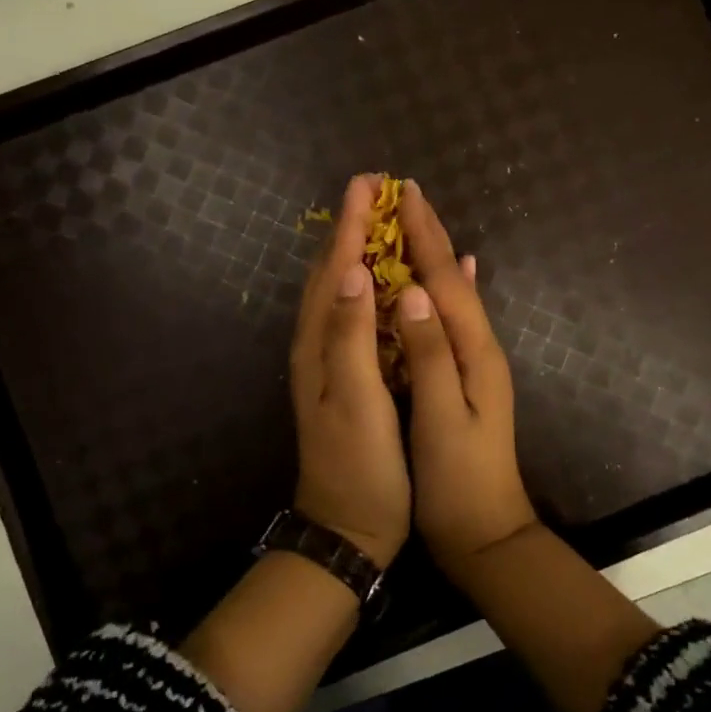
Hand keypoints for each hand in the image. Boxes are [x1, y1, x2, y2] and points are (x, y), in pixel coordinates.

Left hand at [289, 175, 410, 569]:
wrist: (350, 528)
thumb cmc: (359, 464)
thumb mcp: (354, 398)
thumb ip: (350, 335)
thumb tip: (350, 270)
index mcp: (319, 343)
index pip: (334, 269)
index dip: (351, 225)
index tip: (368, 183)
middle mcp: (319, 343)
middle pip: (332, 272)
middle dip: (352, 228)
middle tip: (375, 191)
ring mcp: (333, 360)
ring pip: (343, 291)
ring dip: (359, 251)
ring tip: (381, 220)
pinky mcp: (351, 375)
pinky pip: (359, 314)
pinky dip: (373, 286)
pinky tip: (391, 280)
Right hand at [394, 181, 537, 568]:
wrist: (487, 533)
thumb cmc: (457, 481)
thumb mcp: (441, 420)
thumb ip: (430, 355)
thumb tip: (413, 293)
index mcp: (473, 351)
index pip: (444, 280)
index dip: (424, 235)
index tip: (403, 192)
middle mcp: (480, 346)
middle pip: (452, 278)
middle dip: (429, 233)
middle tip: (405, 191)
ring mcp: (476, 361)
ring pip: (451, 293)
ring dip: (433, 253)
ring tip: (414, 220)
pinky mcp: (466, 376)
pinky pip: (453, 316)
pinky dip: (446, 287)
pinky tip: (449, 275)